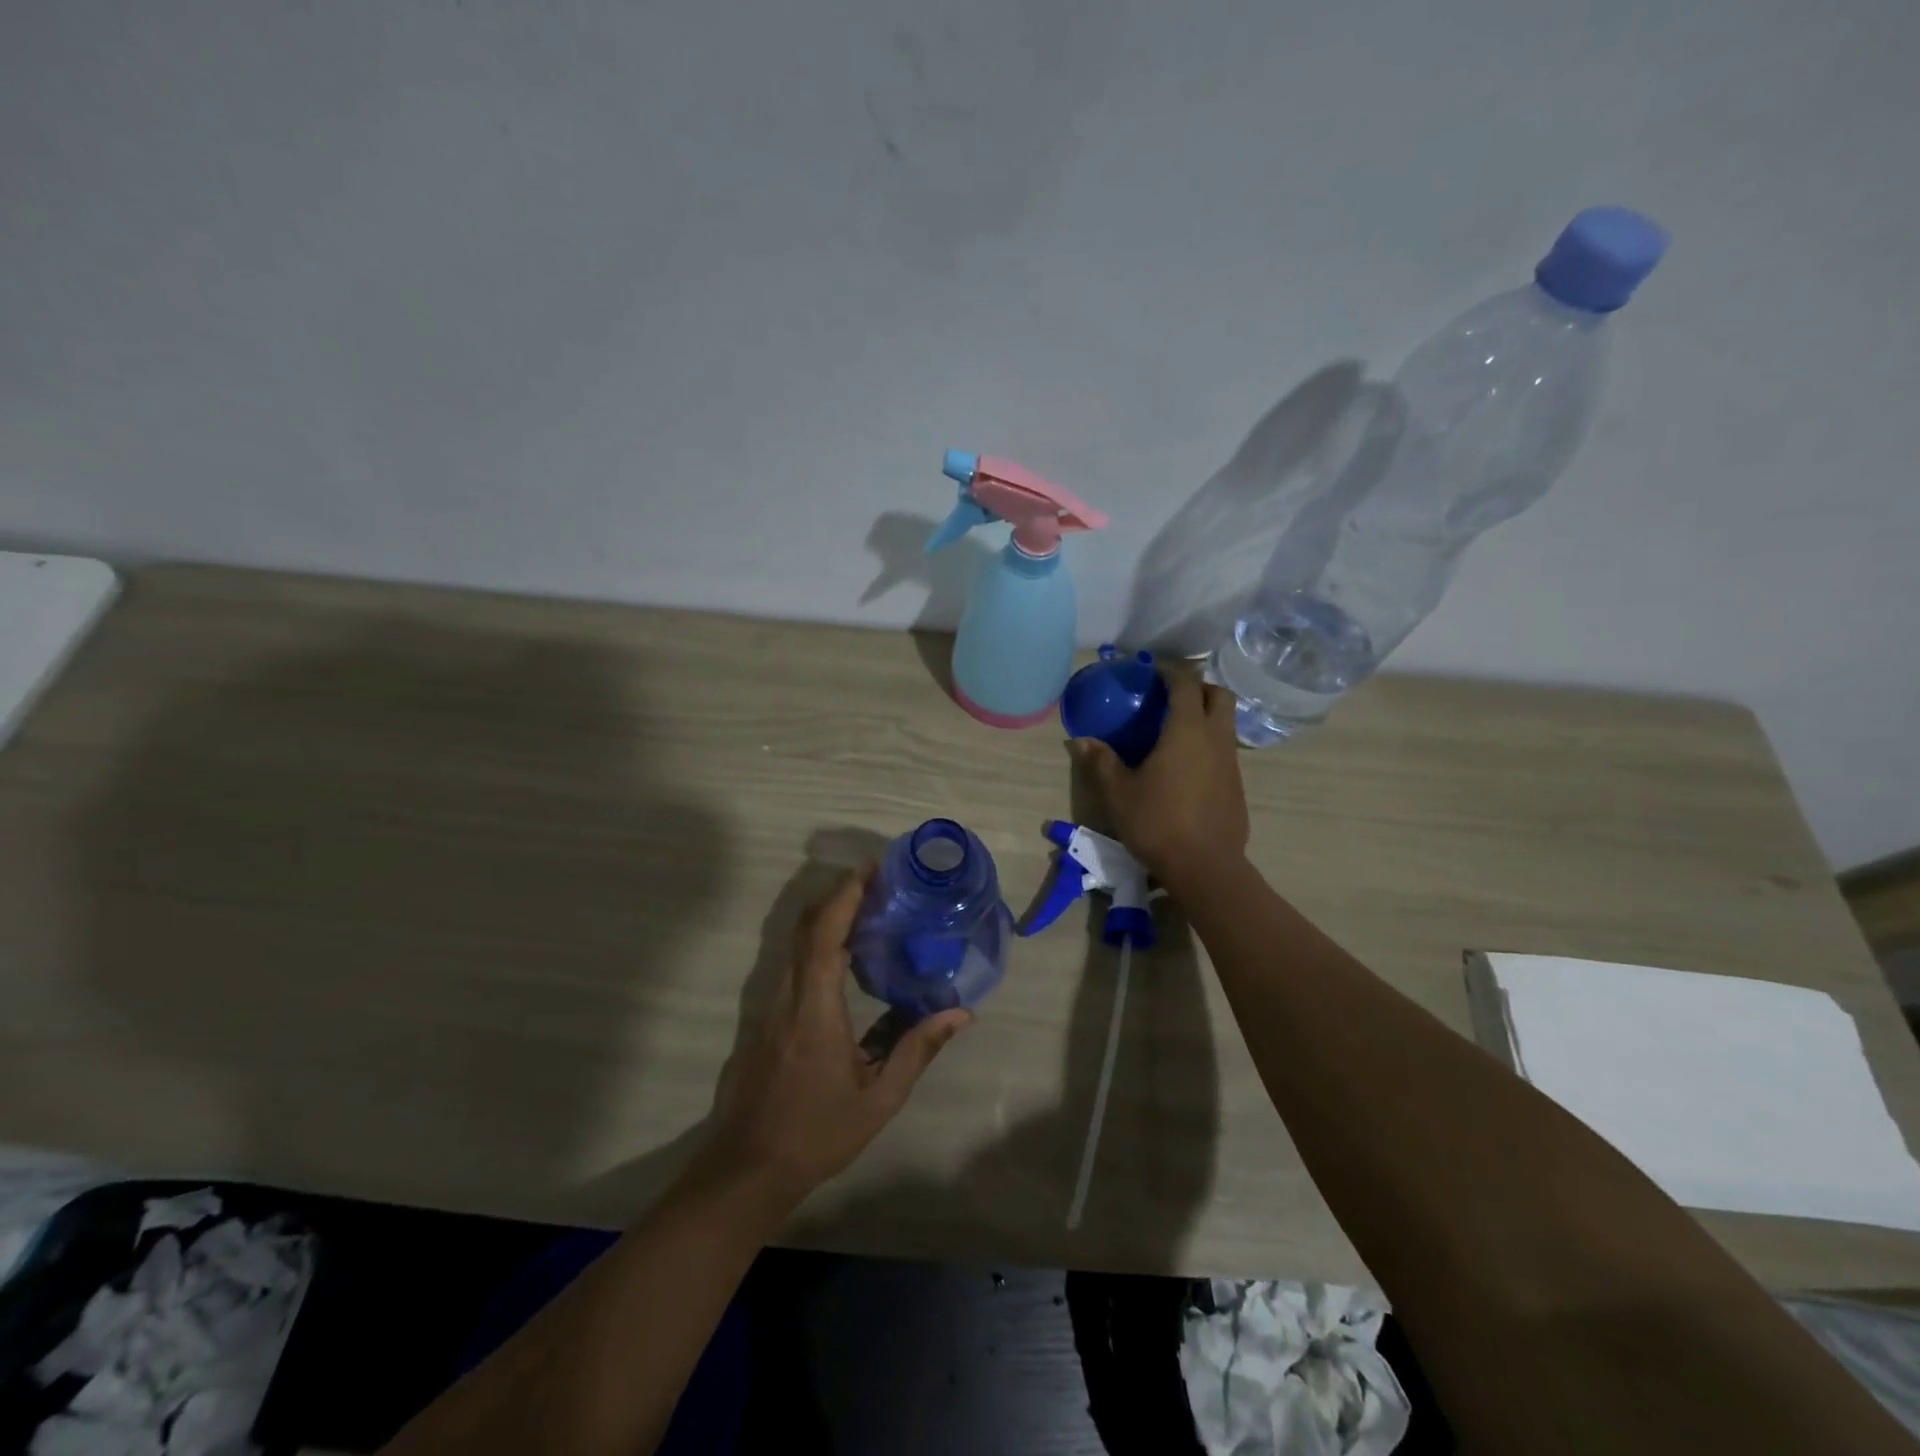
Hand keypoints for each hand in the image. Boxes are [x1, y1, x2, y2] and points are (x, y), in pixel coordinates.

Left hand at [697, 869, 970, 1204]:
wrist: (746, 1168)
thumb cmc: (816, 1133)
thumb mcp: (879, 1098)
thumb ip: (918, 1049)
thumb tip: (961, 1013)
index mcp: (815, 1008)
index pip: (825, 934)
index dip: (845, 895)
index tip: (872, 869)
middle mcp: (788, 995)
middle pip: (807, 927)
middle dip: (840, 895)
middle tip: (880, 883)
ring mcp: (770, 1005)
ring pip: (797, 943)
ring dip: (829, 917)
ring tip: (870, 911)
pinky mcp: (764, 1017)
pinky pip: (793, 964)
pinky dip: (819, 944)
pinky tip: (846, 959)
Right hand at [1073, 670, 1249, 888]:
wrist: (1205, 868)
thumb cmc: (1158, 823)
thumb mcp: (1118, 794)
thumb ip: (1100, 762)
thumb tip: (1081, 741)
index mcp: (1187, 731)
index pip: (1185, 683)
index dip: (1170, 670)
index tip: (1152, 669)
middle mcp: (1215, 738)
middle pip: (1219, 695)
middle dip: (1197, 687)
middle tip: (1170, 696)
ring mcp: (1232, 762)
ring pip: (1225, 723)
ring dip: (1205, 716)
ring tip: (1174, 731)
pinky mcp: (1237, 786)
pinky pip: (1225, 750)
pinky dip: (1208, 744)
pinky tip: (1185, 767)